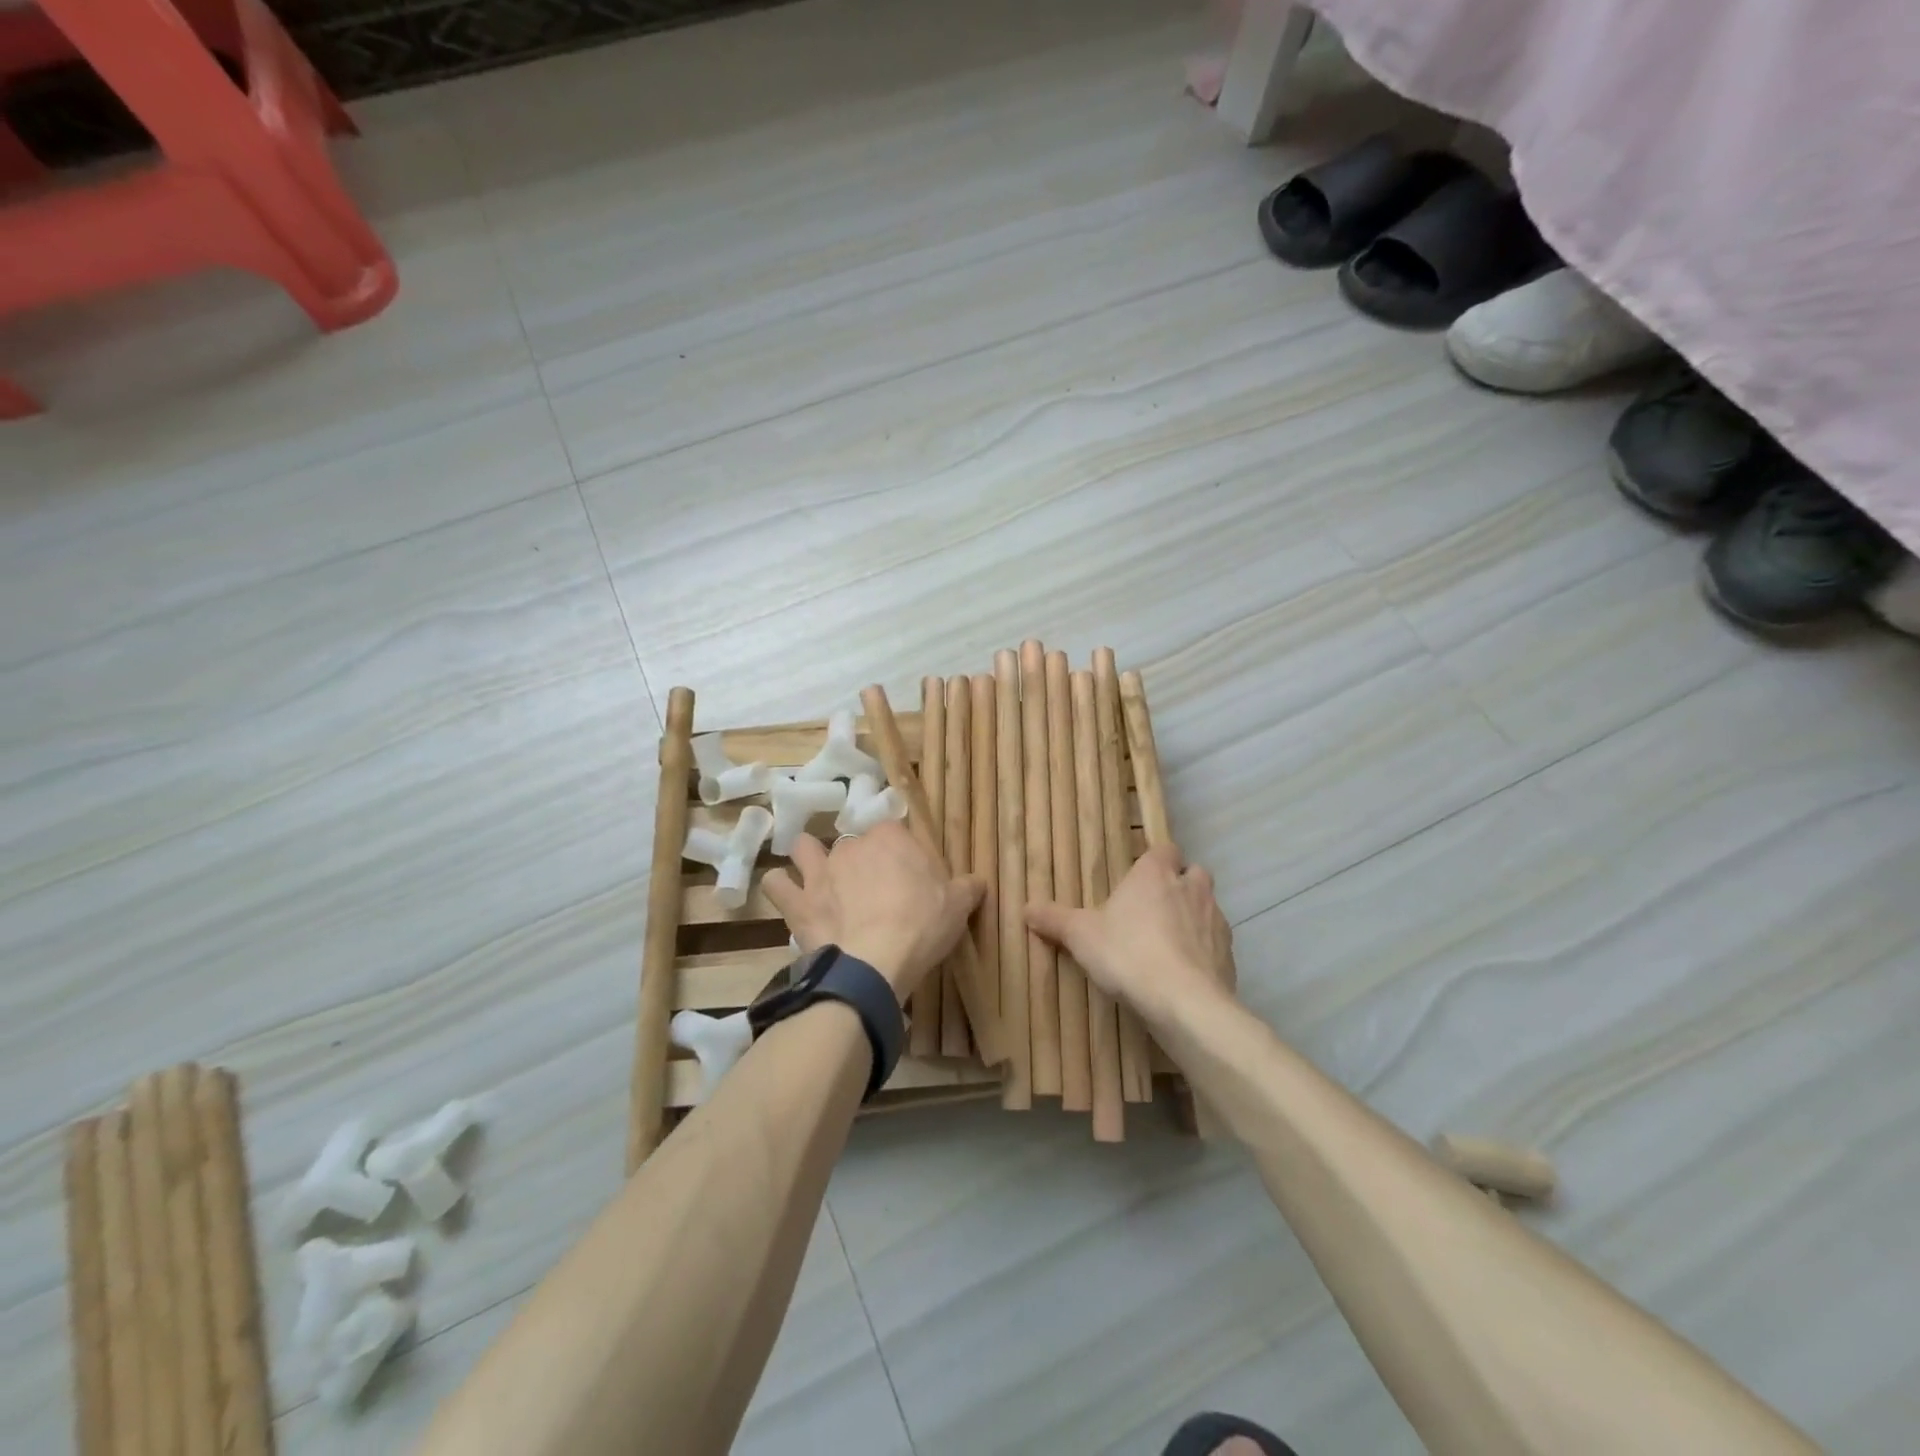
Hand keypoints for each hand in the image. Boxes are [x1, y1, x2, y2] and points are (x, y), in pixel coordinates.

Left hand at [763, 822, 984, 1002]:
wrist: (875, 962)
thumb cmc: (921, 926)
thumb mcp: (957, 906)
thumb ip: (968, 888)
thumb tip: (978, 881)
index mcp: (891, 838)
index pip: (894, 833)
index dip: (899, 854)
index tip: (908, 878)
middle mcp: (851, 845)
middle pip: (853, 843)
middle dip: (859, 861)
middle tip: (872, 890)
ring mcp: (820, 871)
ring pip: (806, 849)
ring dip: (810, 859)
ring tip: (820, 880)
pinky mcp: (798, 901)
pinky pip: (777, 883)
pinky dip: (781, 888)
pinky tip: (789, 897)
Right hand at [1026, 844, 1234, 1028]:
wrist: (1184, 1002)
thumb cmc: (1128, 954)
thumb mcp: (1080, 936)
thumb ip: (1054, 920)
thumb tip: (1026, 908)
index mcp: (1155, 874)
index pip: (1165, 849)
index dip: (1156, 860)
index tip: (1141, 877)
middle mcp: (1190, 888)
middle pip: (1194, 873)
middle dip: (1180, 885)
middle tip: (1155, 908)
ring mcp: (1215, 921)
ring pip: (1209, 907)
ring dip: (1194, 919)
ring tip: (1169, 944)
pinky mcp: (1229, 956)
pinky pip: (1216, 945)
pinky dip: (1204, 953)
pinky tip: (1184, 973)